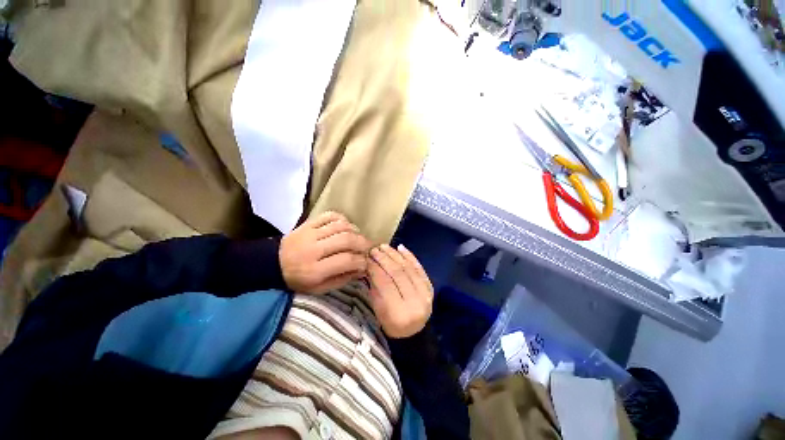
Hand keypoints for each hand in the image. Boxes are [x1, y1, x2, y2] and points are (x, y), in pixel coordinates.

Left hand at [280, 211, 370, 293]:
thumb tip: (362, 269)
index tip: (365, 262)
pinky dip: (342, 218)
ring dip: (354, 230)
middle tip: (367, 247)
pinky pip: (329, 216)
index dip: (361, 261)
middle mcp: (313, 250)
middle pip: (346, 240)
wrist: (272, 264)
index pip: (346, 261)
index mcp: (315, 271)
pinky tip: (346, 225)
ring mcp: (310, 234)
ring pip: (340, 226)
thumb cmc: (298, 280)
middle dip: (362, 243)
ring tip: (358, 236)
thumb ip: (342, 279)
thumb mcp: (319, 289)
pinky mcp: (308, 224)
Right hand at [367, 244, 433, 338]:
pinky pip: (419, 268)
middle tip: (374, 250)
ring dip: (395, 255)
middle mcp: (415, 302)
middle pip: (398, 274)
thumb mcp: (378, 311)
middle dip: (384, 259)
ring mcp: (425, 294)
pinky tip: (400, 247)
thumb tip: (370, 265)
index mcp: (399, 313)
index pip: (385, 284)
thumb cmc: (391, 324)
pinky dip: (410, 256)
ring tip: (384, 246)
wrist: (414, 333)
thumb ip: (375, 288)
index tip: (366, 258)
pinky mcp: (430, 287)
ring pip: (408, 268)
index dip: (375, 268)